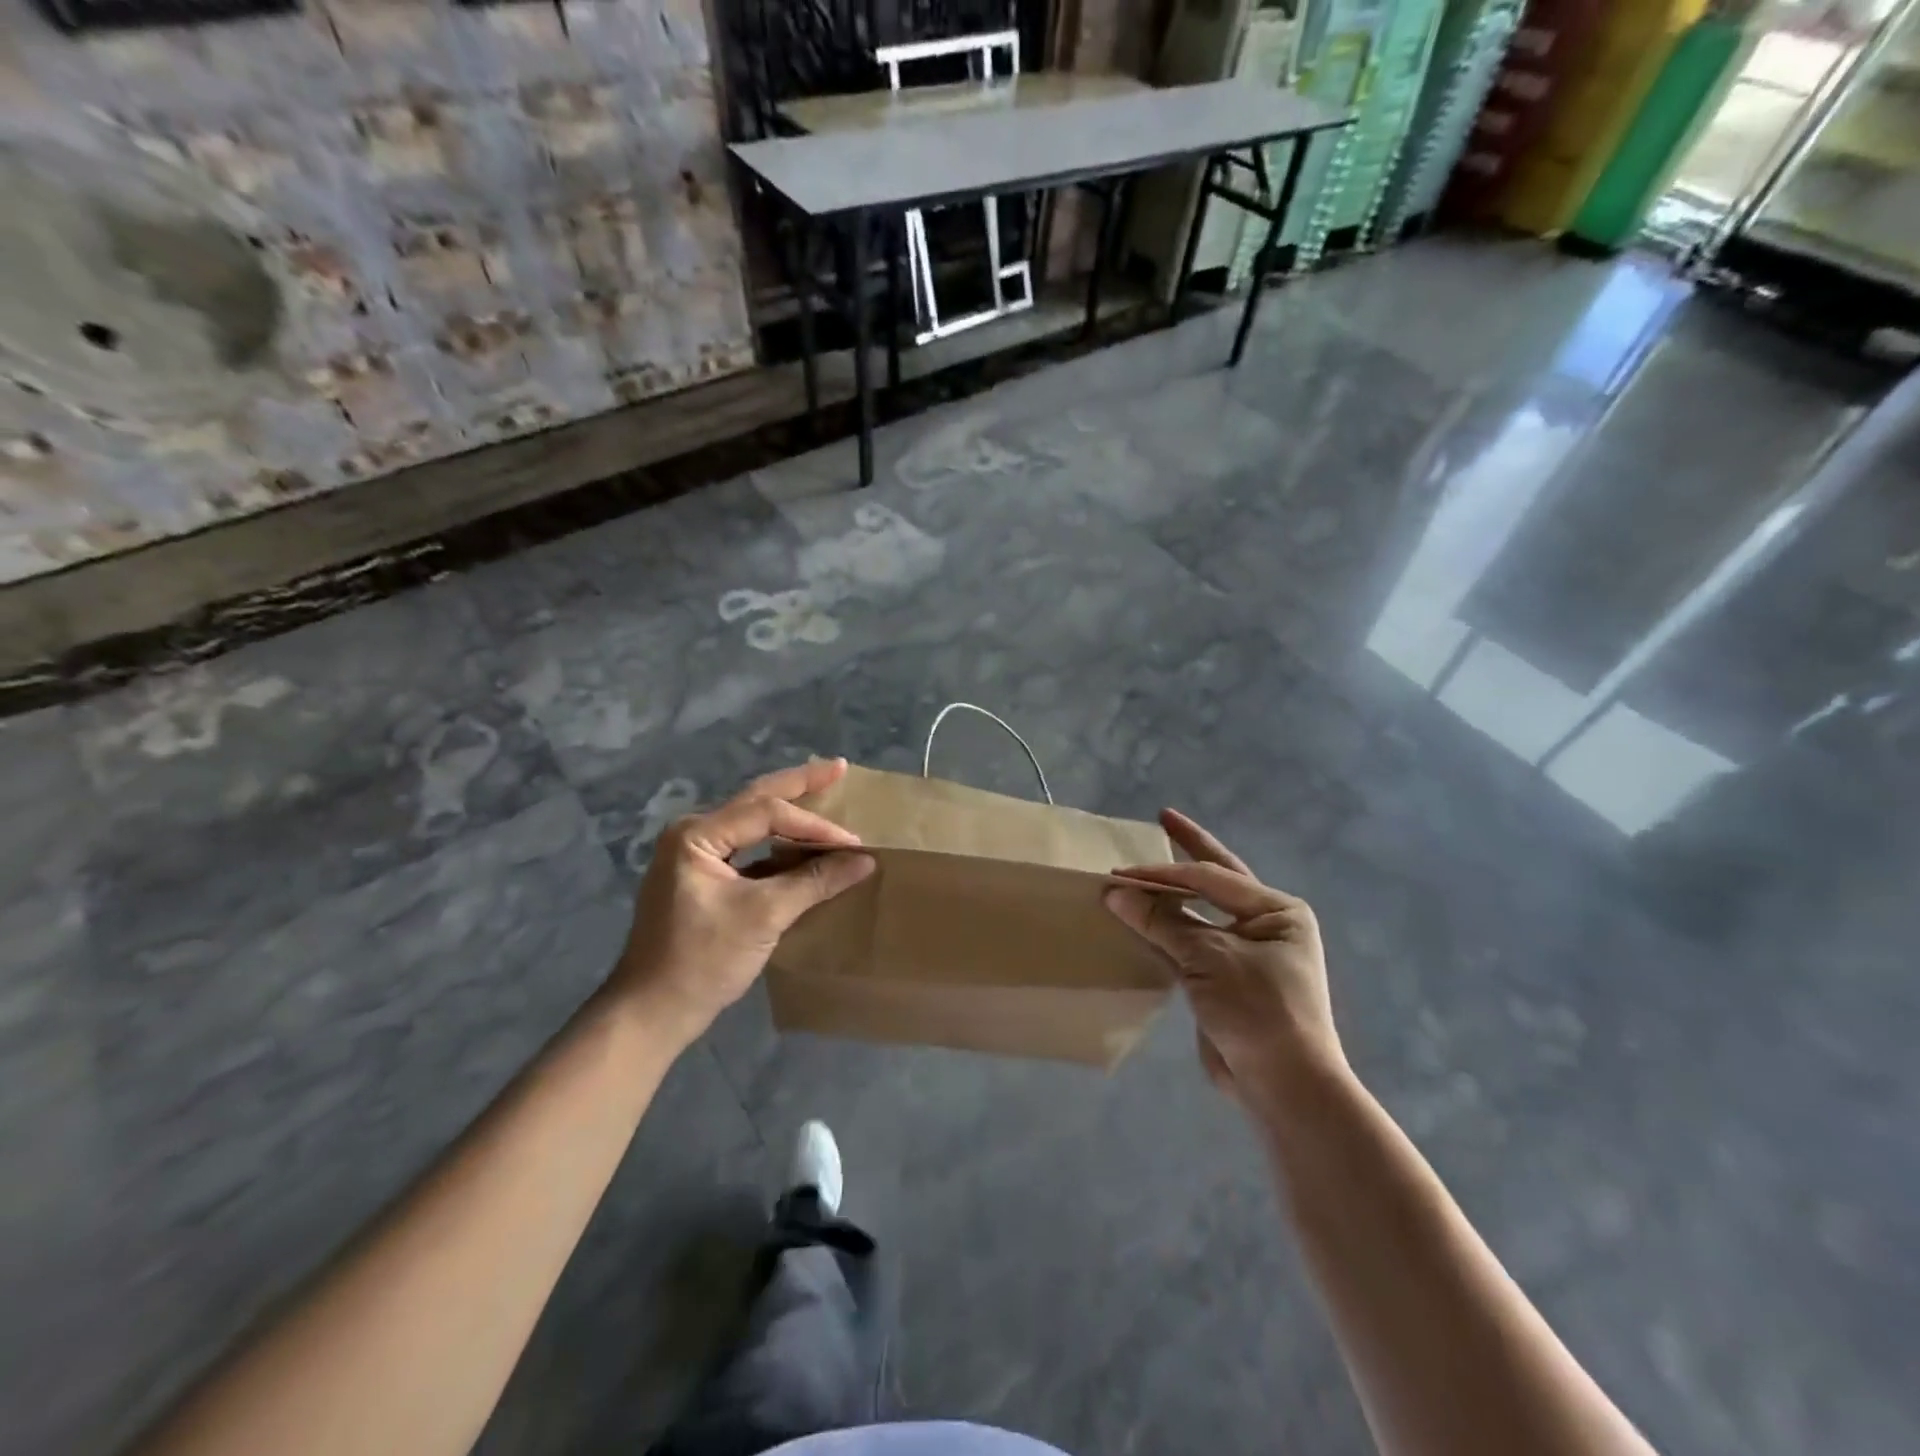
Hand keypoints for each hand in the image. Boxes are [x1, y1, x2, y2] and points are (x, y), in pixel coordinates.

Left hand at [609, 759, 874, 1046]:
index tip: (853, 842)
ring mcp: (696, 856)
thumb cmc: (703, 960)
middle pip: (756, 799)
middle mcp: (693, 834)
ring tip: (825, 791)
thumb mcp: (764, 916)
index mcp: (697, 835)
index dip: (814, 824)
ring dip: (790, 811)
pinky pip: (749, 847)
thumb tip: (864, 860)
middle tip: (839, 768)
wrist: (653, 1011)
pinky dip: (779, 843)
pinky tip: (803, 842)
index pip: (766, 813)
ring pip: (752, 822)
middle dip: (799, 784)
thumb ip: (814, 881)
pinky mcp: (704, 878)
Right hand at [1104, 810, 1345, 1110]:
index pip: (1210, 878)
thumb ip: (1162, 921)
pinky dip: (1167, 930)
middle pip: (1216, 879)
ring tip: (1144, 869)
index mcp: (1276, 910)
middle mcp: (1266, 924)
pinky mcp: (1226, 979)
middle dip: (1189, 850)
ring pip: (1200, 913)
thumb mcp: (1208, 959)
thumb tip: (1114, 891)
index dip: (1162, 872)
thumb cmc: (1258, 1010)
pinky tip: (1143, 918)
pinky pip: (1191, 943)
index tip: (1119, 873)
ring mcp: (1247, 952)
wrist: (1284, 1086)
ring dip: (1171, 895)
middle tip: (1163, 819)